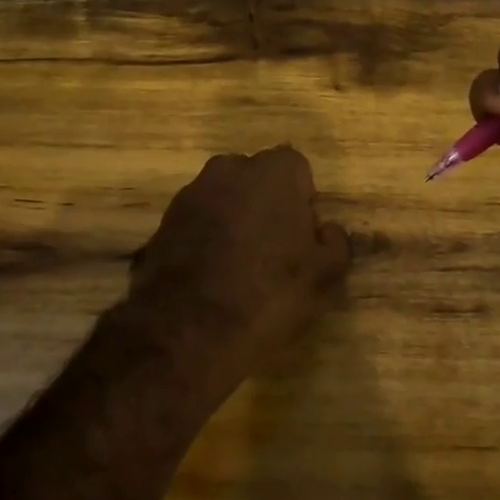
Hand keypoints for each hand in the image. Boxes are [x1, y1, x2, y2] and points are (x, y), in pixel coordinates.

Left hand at [110, 146, 350, 402]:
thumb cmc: (268, 294)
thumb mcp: (324, 277)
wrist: (186, 329)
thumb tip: (328, 230)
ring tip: (241, 269)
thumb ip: (335, 243)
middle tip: (276, 253)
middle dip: (268, 206)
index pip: (298, 170)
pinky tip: (212, 277)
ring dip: (235, 222)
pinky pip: (198, 221)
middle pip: (258, 180)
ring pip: (226, 199)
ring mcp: (191, 193)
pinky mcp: (164, 221)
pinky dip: (207, 239)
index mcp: (273, 172)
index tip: (303, 239)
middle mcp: (229, 170)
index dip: (304, 203)